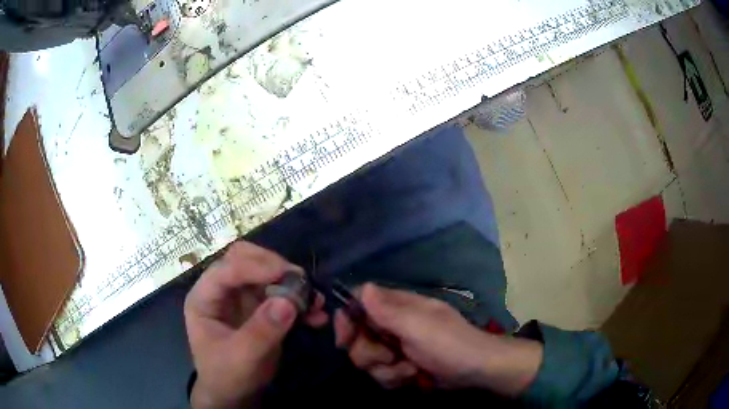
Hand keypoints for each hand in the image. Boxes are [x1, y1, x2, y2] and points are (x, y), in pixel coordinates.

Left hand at [184, 242, 327, 407]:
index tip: (287, 274)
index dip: (256, 267)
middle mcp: (222, 290)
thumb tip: (288, 301)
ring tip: (315, 300)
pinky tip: (316, 315)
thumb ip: (261, 331)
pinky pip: (281, 293)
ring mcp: (241, 297)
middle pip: (245, 259)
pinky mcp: (260, 308)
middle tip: (300, 282)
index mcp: (204, 297)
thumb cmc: (226, 375)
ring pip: (266, 273)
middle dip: (274, 267)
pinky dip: (300, 300)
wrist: (235, 394)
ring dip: (292, 282)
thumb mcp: (241, 357)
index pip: (227, 269)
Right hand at [334, 284, 542, 394]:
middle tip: (389, 356)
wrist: (475, 370)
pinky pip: (381, 374)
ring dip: (387, 370)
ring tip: (410, 370)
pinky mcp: (400, 366)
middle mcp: (393, 324)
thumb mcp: (418, 326)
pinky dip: (395, 379)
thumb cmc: (449, 344)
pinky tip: (413, 377)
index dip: (347, 318)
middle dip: (369, 353)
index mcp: (397, 306)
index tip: (345, 338)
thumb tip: (364, 287)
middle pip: (357, 336)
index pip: (359, 302)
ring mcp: (396, 347)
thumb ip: (388, 311)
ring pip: (367, 360)